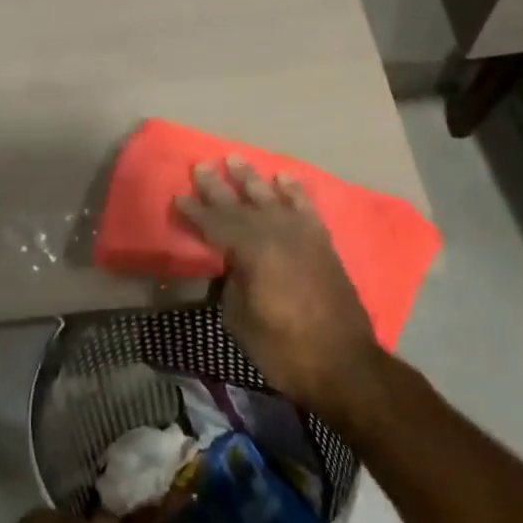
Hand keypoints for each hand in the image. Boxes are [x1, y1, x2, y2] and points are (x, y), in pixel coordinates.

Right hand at [174, 158, 379, 416]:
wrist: (344, 364)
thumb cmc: (284, 349)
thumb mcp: (239, 320)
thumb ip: (230, 284)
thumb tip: (230, 266)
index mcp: (250, 251)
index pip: (213, 224)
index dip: (193, 212)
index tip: (178, 198)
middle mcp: (274, 233)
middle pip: (239, 204)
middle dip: (216, 186)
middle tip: (200, 166)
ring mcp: (301, 234)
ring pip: (270, 197)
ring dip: (250, 178)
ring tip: (234, 158)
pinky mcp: (321, 242)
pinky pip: (305, 206)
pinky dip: (294, 190)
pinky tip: (283, 177)